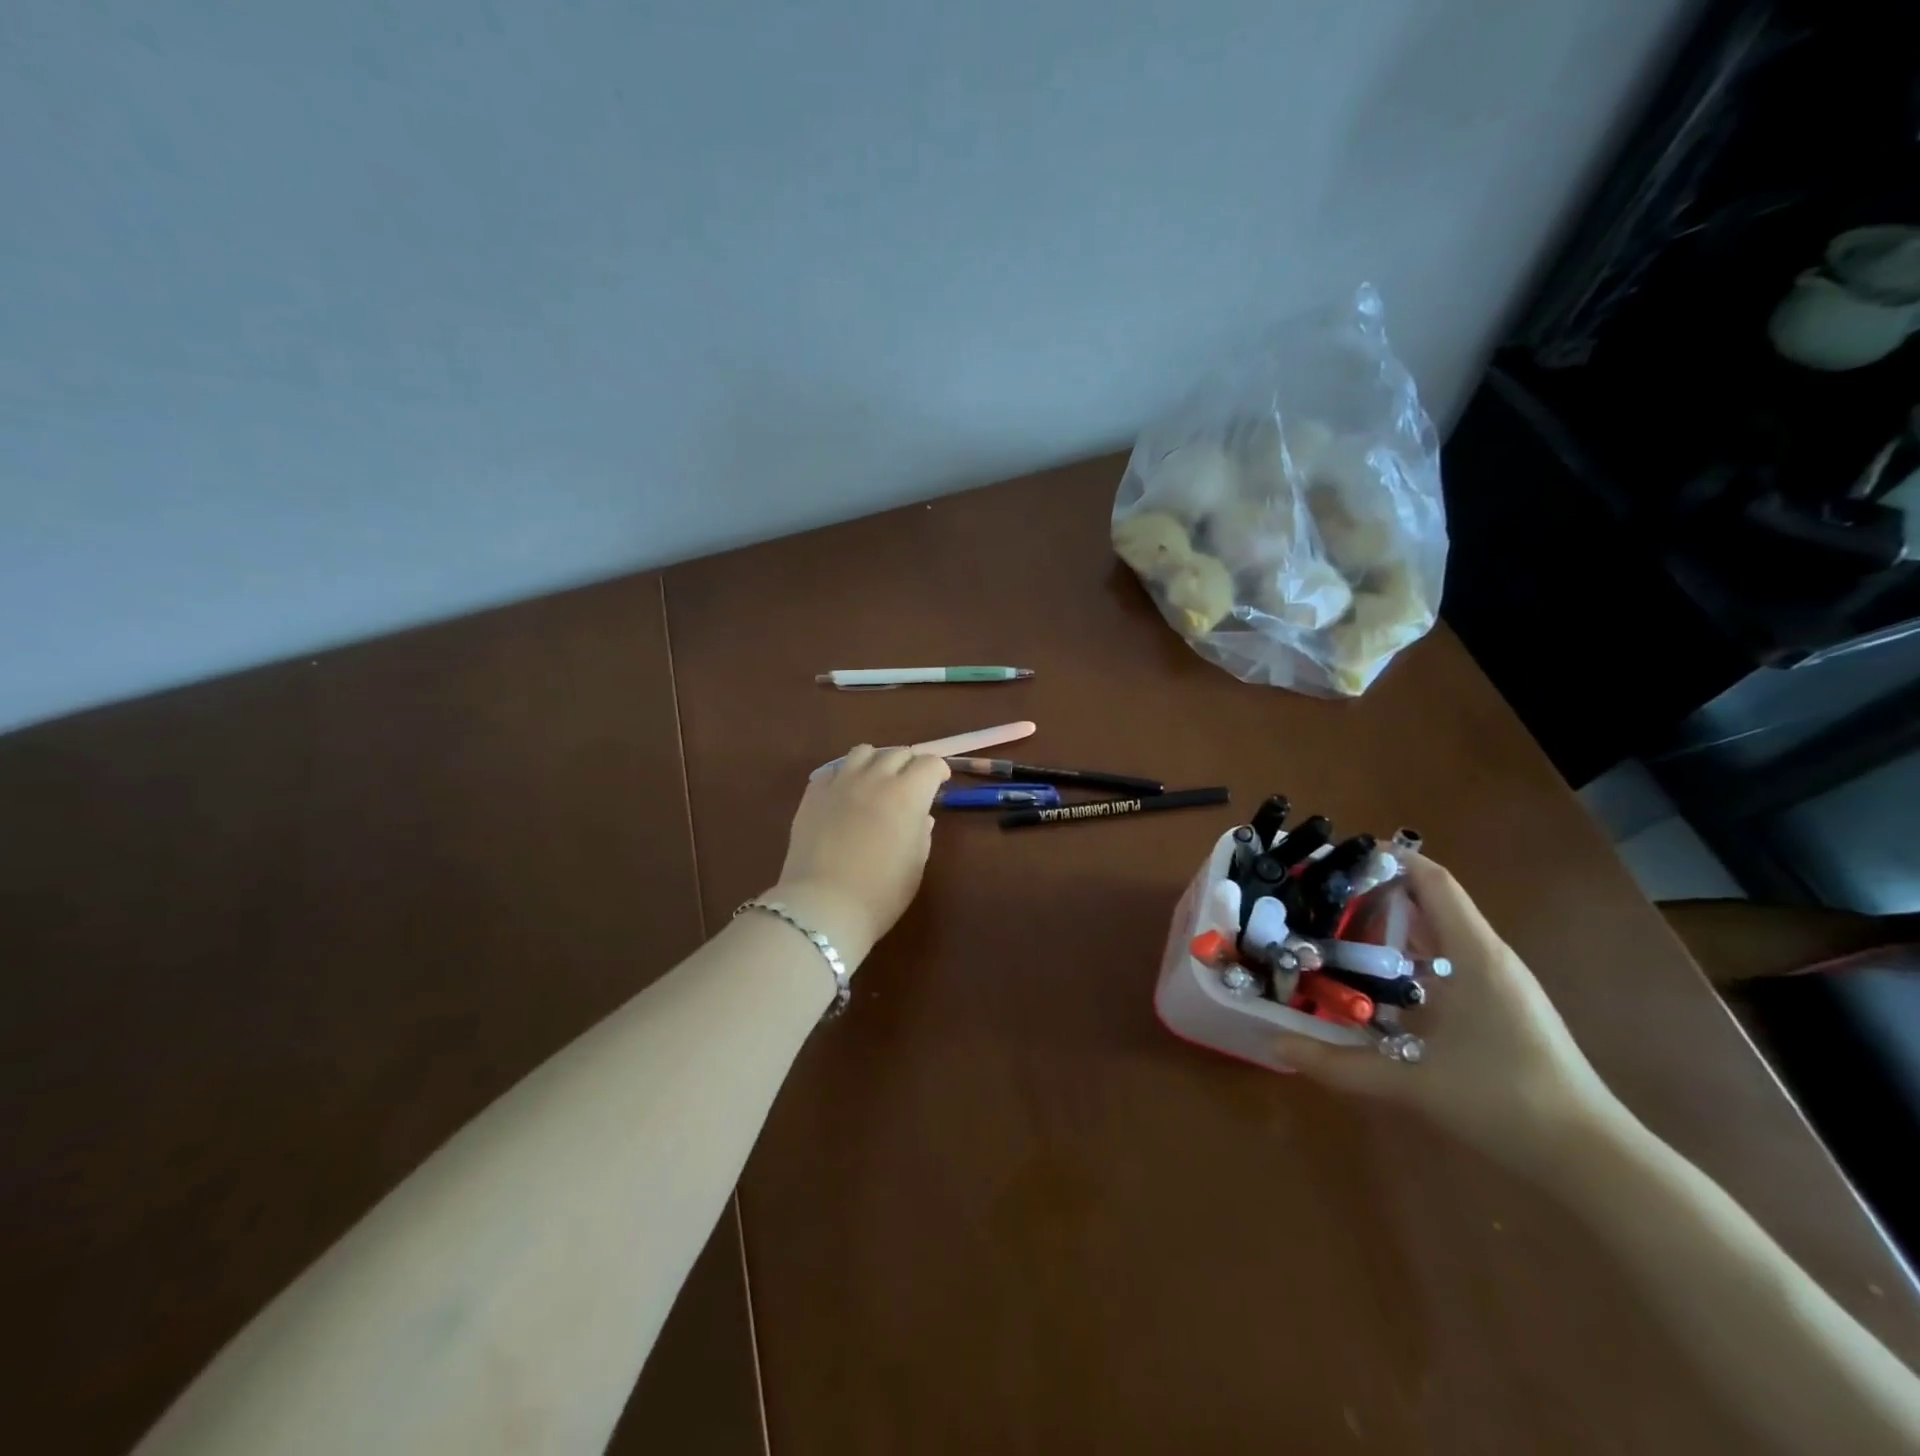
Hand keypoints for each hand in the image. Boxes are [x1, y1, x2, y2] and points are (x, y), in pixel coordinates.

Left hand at [768, 746, 949, 970]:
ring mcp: (840, 782)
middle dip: (910, 765)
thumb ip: (922, 832)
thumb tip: (920, 816)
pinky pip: (832, 771)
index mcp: (907, 794)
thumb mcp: (915, 864)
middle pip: (898, 753)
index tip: (939, 784)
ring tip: (876, 781)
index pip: (929, 763)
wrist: (824, 905)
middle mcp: (875, 778)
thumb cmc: (881, 892)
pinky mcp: (813, 793)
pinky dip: (844, 776)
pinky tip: (845, 794)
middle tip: (910, 785)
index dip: (938, 771)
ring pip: (863, 752)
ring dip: (876, 762)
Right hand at [1277, 855, 1619, 1171]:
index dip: (1389, 859)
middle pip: (1431, 902)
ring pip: (1439, 933)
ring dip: (1392, 925)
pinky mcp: (1501, 1006)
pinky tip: (1376, 980)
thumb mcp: (1410, 1082)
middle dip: (1377, 891)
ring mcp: (1499, 982)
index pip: (1433, 882)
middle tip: (1321, 895)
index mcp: (1474, 955)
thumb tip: (1274, 1044)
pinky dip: (1409, 956)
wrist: (1591, 1158)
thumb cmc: (1505, 1102)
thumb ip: (1337, 1063)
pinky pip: (1447, 961)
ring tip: (1336, 928)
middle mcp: (1488, 957)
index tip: (1339, 856)